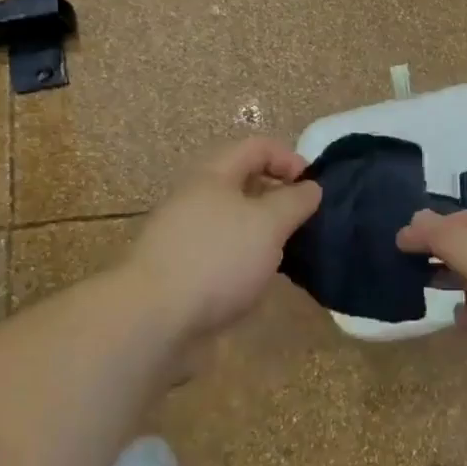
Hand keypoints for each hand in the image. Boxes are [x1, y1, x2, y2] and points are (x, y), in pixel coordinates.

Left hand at [124, 138, 321, 341]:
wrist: (153, 318)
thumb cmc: (217, 259)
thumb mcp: (268, 224)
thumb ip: (294, 201)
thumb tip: (310, 187)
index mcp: (213, 175)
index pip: (257, 147)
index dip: (290, 158)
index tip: (313, 188)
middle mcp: (195, 197)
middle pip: (243, 182)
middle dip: (277, 197)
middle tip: (303, 222)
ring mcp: (183, 234)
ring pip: (232, 220)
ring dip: (262, 231)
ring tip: (286, 255)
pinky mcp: (180, 268)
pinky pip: (220, 251)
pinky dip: (243, 259)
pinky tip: (256, 281)